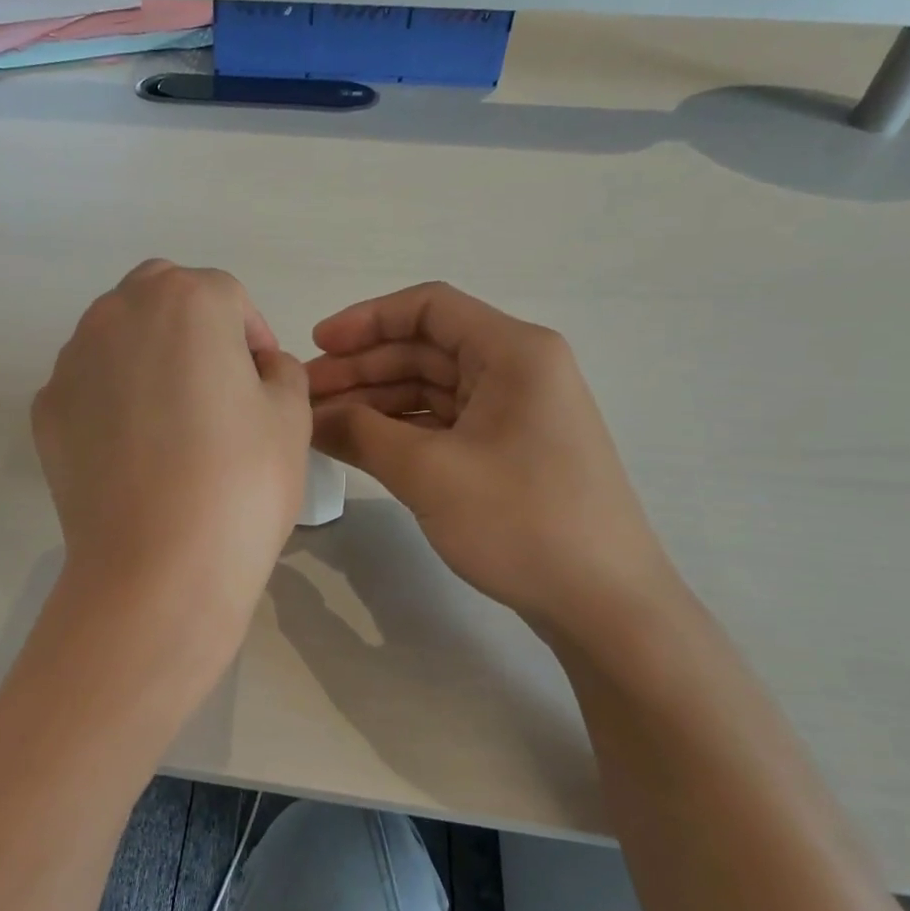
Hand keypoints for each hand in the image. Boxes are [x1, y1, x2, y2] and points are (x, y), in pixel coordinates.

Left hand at [33, 261, 310, 647]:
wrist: (157, 567)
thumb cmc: (240, 483)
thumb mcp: (292, 417)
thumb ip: (281, 371)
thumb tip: (257, 368)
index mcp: (187, 301)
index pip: (228, 298)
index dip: (252, 339)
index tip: (263, 385)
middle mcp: (118, 313)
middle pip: (163, 297)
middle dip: (193, 327)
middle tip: (216, 387)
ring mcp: (71, 360)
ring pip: (117, 336)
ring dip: (147, 358)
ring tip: (170, 423)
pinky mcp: (45, 409)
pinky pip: (88, 385)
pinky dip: (110, 399)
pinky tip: (132, 451)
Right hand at [307, 282, 676, 642]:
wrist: (603, 602)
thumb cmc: (520, 521)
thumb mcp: (429, 472)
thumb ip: (361, 433)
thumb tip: (310, 417)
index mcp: (513, 353)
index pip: (429, 308)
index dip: (366, 321)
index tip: (316, 347)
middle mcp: (517, 371)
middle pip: (426, 349)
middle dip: (362, 368)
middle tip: (306, 397)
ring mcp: (514, 414)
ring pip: (430, 389)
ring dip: (375, 402)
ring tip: (321, 424)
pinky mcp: (507, 452)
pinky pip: (443, 425)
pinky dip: (399, 431)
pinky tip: (358, 446)